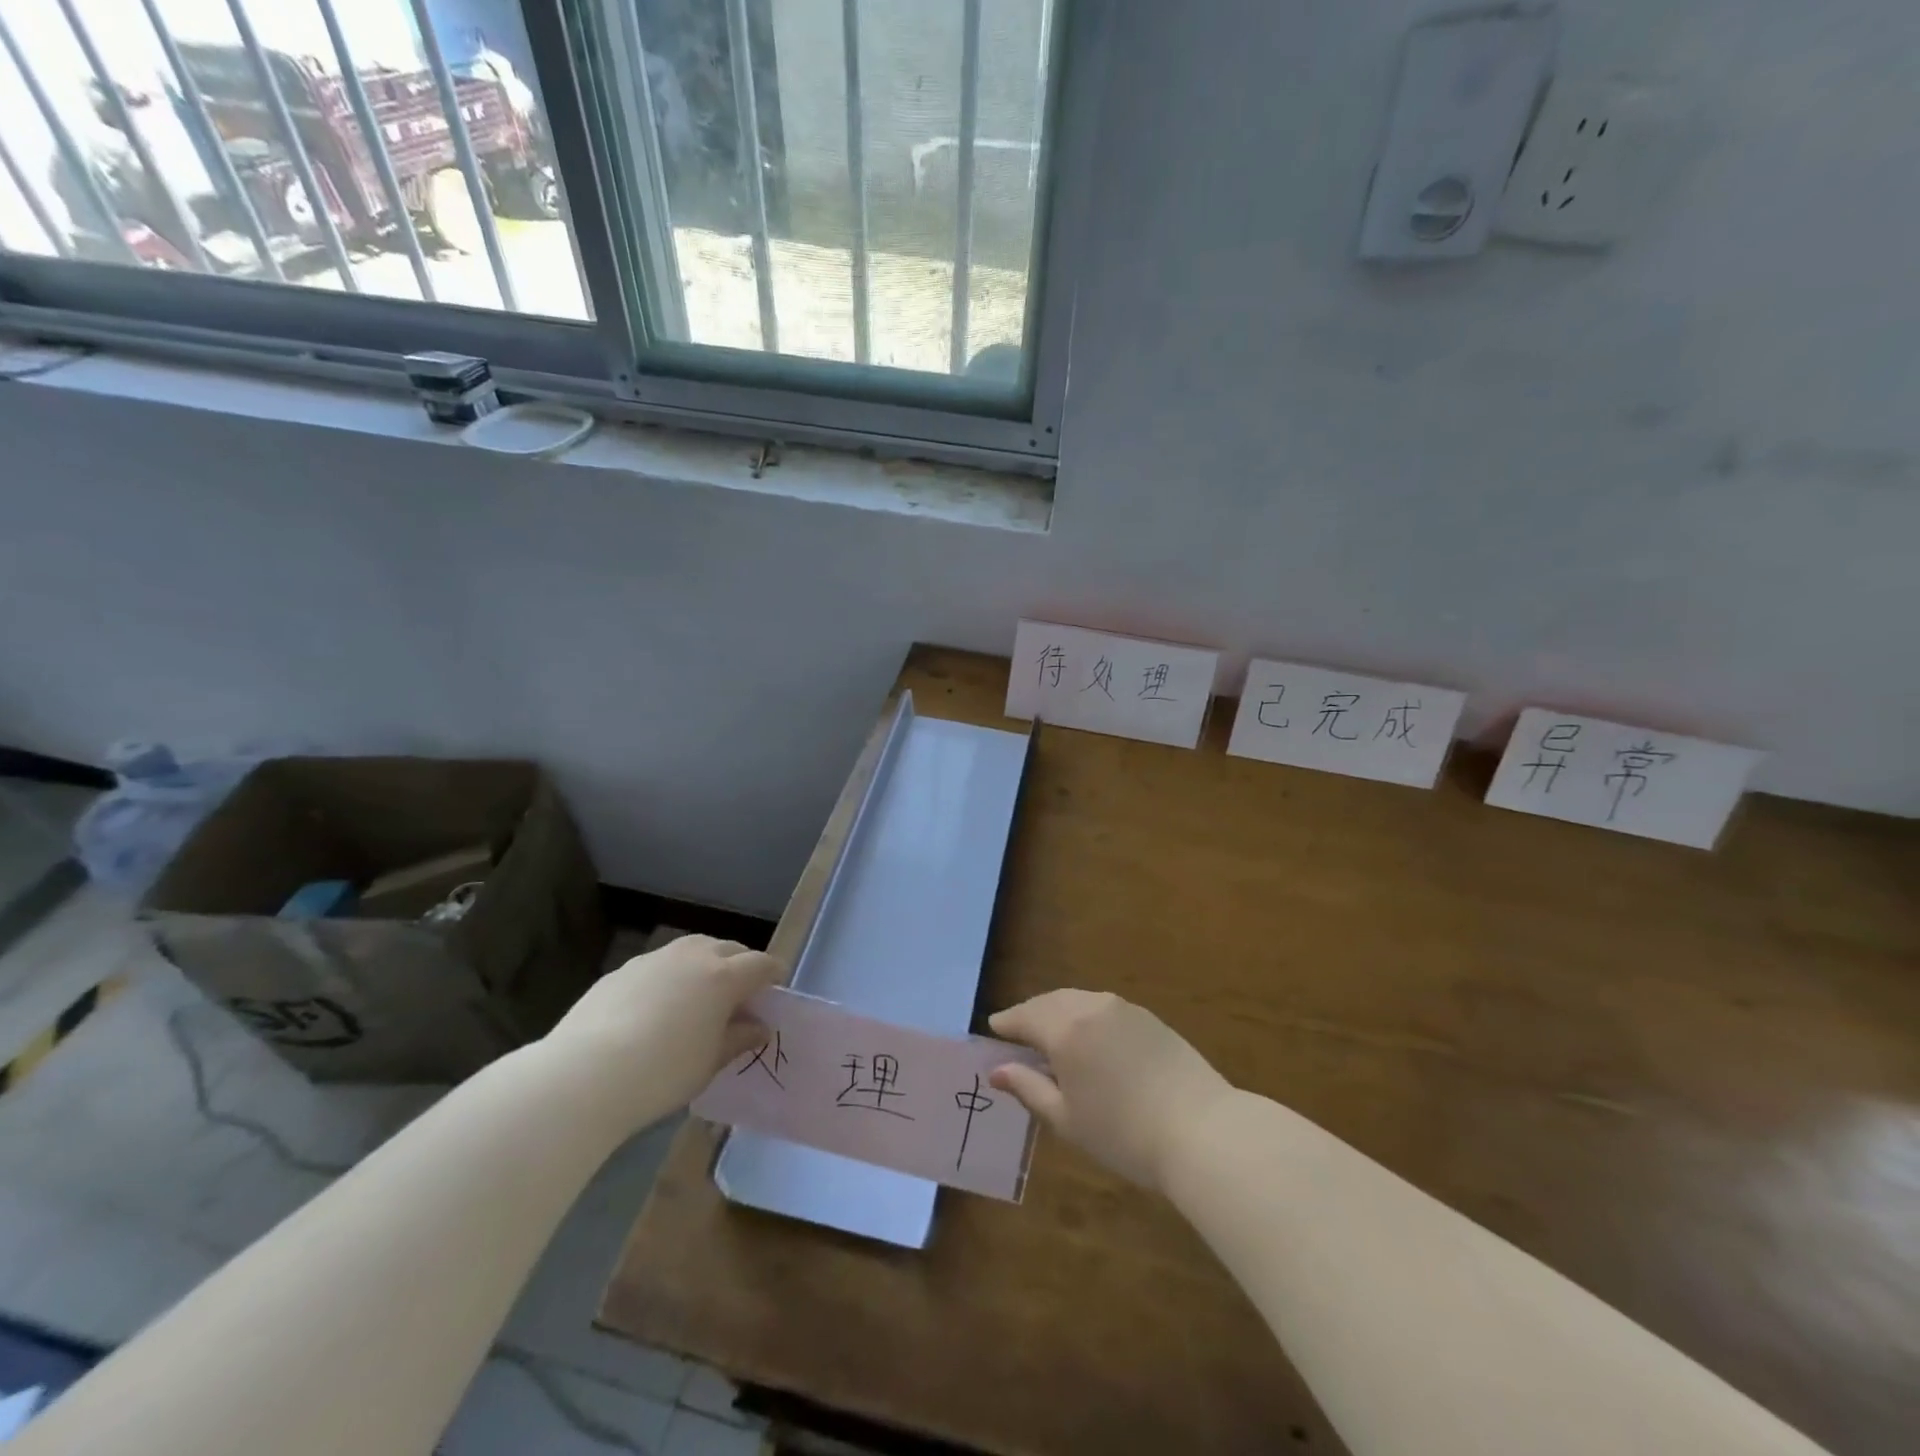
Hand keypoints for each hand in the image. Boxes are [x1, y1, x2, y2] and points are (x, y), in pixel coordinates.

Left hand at [542, 935, 782, 1131]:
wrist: (584, 1075)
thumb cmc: (662, 1072)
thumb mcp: (710, 1062)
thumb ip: (738, 1039)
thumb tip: (758, 1027)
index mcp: (723, 976)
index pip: (761, 964)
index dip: (773, 975)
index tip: (776, 988)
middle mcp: (693, 956)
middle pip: (728, 948)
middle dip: (741, 964)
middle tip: (742, 991)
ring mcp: (654, 959)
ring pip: (692, 950)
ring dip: (705, 964)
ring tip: (701, 993)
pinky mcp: (622, 971)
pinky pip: (659, 965)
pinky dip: (671, 977)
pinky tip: (658, 1006)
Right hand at [989, 990, 1232, 1191]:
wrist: (1201, 1130)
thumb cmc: (1124, 1134)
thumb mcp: (1067, 1119)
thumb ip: (1029, 1088)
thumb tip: (997, 1071)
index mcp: (1065, 1030)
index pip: (1024, 1017)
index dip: (1006, 1023)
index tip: (993, 1030)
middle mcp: (1090, 1007)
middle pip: (1050, 1002)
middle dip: (1031, 1014)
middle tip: (1018, 1033)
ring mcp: (1123, 1008)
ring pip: (1078, 1000)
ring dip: (1059, 1012)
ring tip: (1052, 1035)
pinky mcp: (1148, 1017)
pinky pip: (1103, 1007)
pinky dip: (1086, 1015)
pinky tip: (1090, 1038)